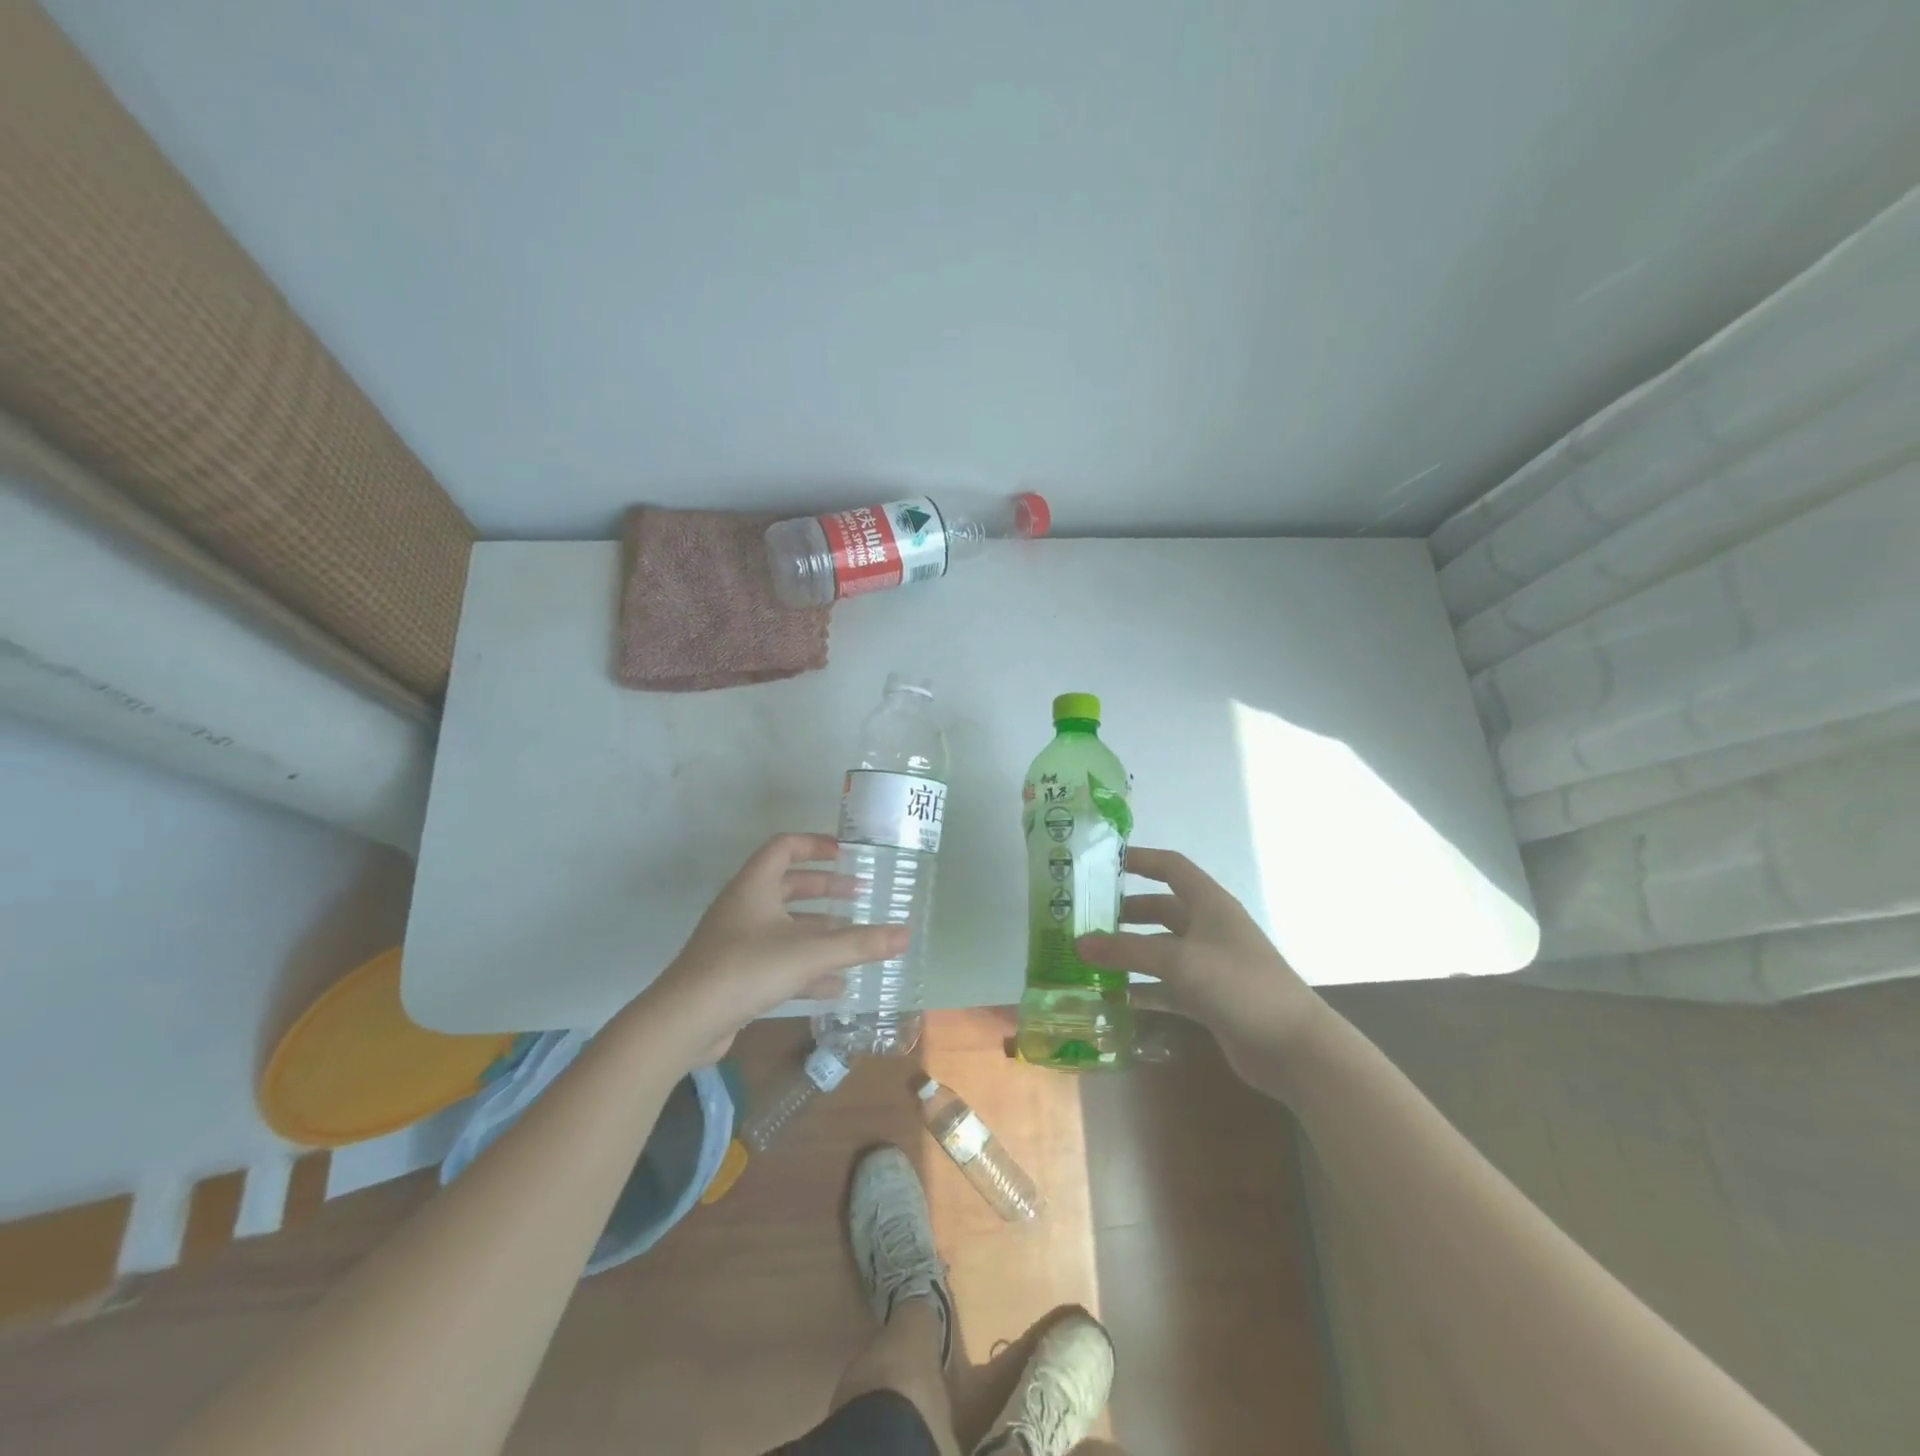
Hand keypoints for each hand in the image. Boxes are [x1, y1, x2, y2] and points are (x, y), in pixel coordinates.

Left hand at [644, 834, 904, 1062]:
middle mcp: (744, 907)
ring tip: (854, 939)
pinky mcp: (735, 975)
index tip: (847, 854)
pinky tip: (835, 984)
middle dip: (826, 890)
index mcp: (754, 886)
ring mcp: (737, 942)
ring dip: (819, 930)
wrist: (683, 1023)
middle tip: (859, 896)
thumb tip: (905, 935)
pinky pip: (779, 960)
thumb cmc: (746, 969)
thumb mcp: (809, 953)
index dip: (816, 845)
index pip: (784, 847)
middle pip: (789, 886)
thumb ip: (859, 944)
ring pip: (786, 926)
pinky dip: (807, 966)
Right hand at [1077, 847, 1322, 1084]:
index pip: (1171, 867)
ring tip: (1088, 958)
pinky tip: (1112, 997)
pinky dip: (1142, 989)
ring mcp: (1209, 965)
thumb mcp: (1180, 961)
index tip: (1103, 863)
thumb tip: (1077, 943)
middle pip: (1160, 910)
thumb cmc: (1240, 986)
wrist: (1294, 1048)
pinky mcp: (1208, 999)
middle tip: (1085, 919)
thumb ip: (1127, 951)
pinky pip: (1166, 987)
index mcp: (1209, 904)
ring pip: (1160, 950)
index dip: (1140, 860)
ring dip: (1128, 954)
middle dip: (1125, 913)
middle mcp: (1208, 929)